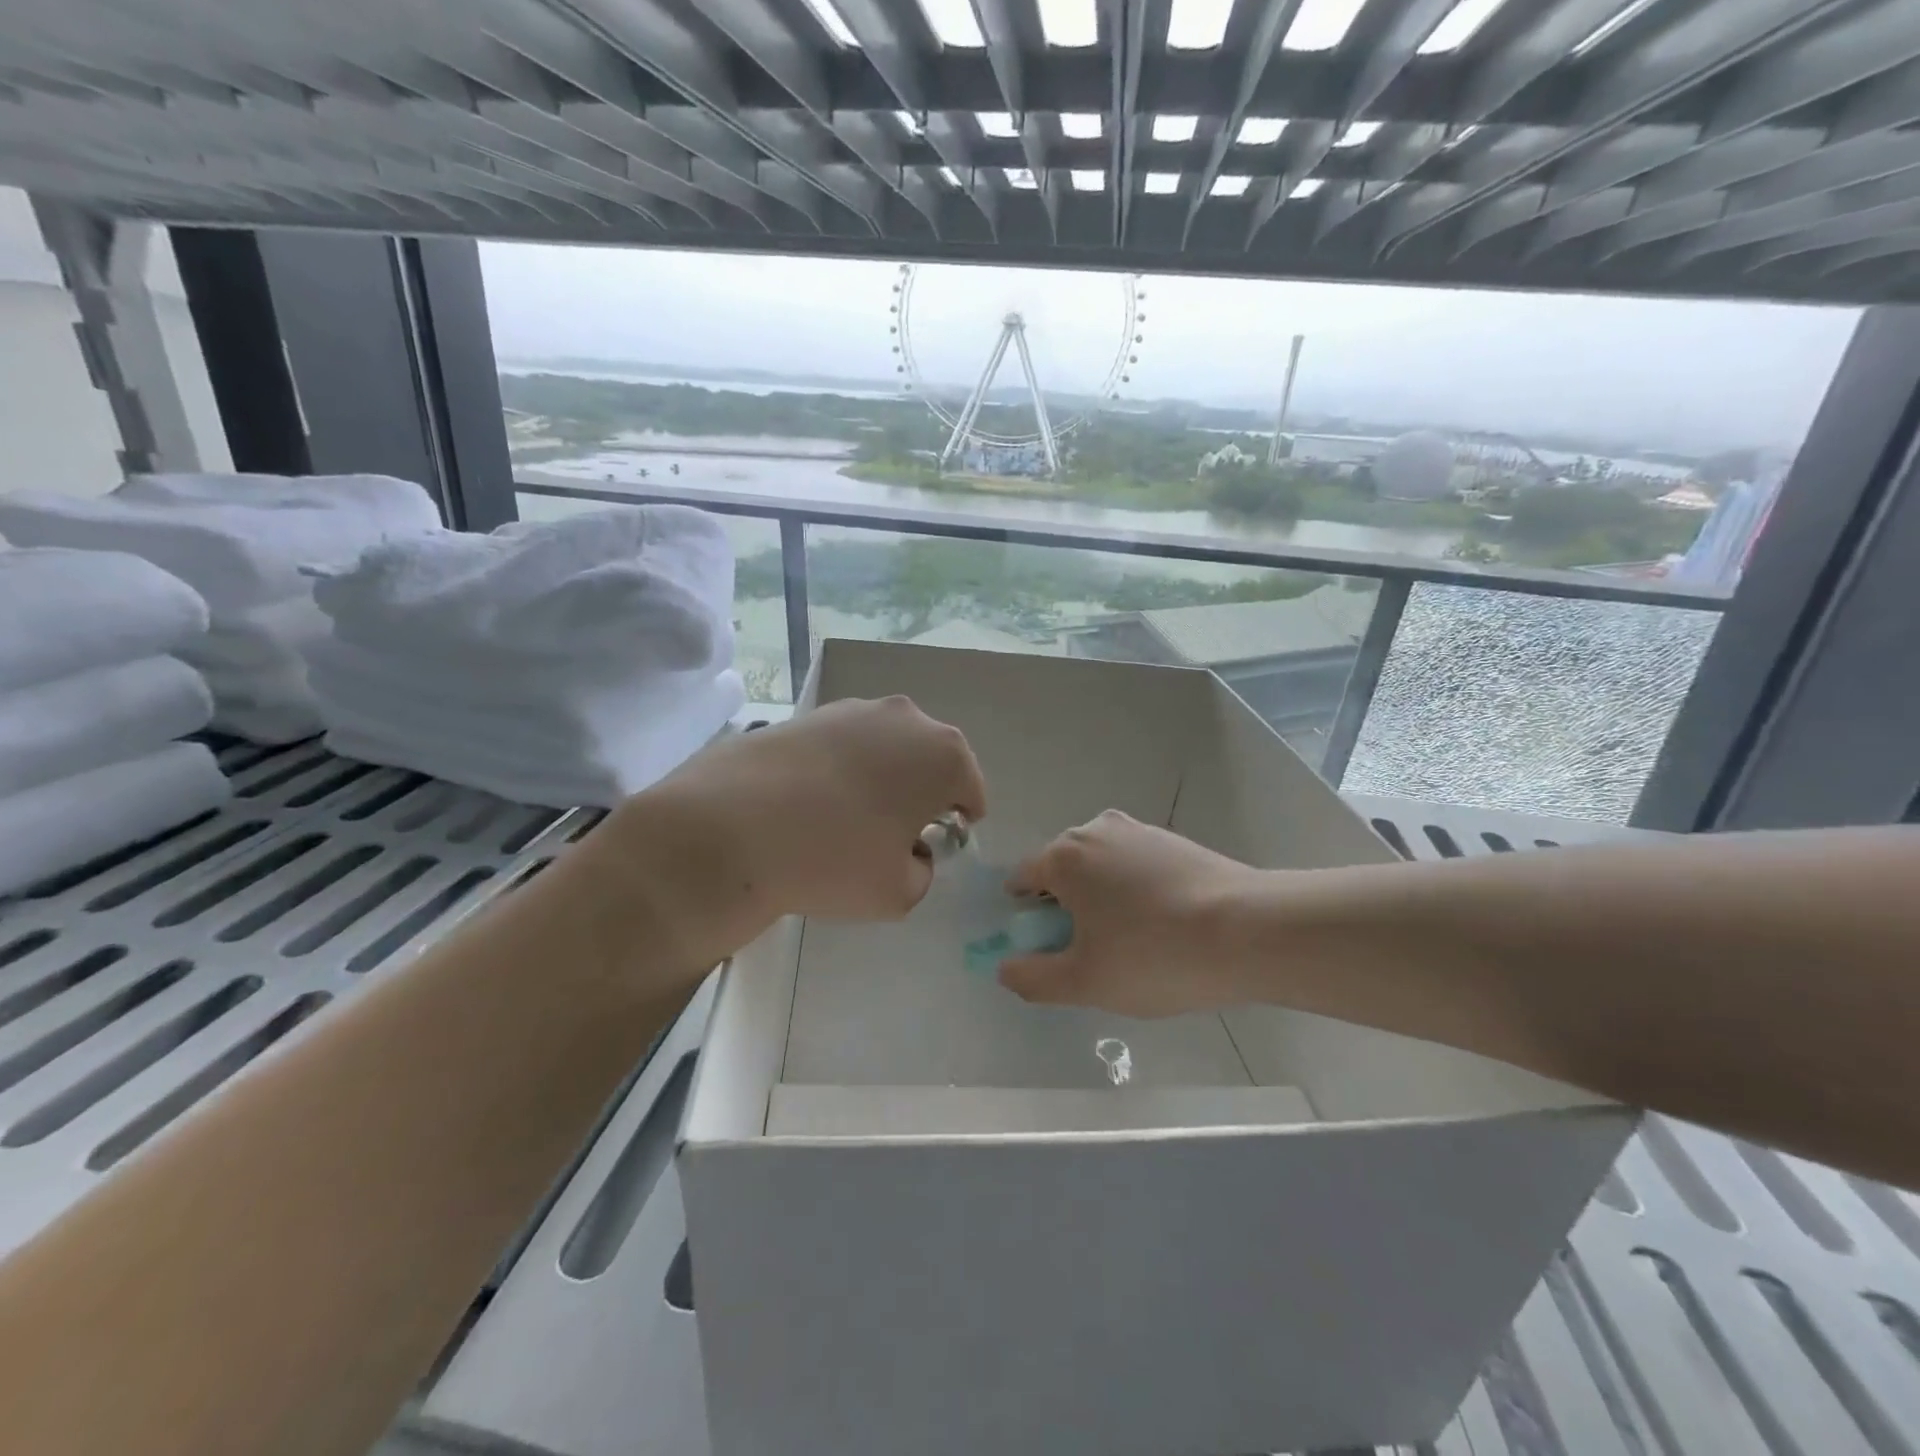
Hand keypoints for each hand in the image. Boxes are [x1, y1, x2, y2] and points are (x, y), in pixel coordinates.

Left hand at [594, 697, 986, 963]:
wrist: (729, 827)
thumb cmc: (834, 859)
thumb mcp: (900, 893)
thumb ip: (922, 872)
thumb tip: (908, 853)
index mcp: (944, 754)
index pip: (970, 790)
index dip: (958, 824)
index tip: (933, 848)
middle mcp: (906, 717)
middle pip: (929, 761)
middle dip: (920, 794)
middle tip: (891, 835)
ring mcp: (852, 709)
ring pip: (884, 749)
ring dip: (880, 779)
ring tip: (844, 820)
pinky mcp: (807, 714)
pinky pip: (842, 746)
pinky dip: (839, 770)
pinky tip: (808, 804)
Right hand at [999, 810, 1258, 1017]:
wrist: (1250, 931)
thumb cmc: (1154, 955)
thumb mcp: (1084, 983)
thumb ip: (1032, 977)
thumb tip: (1005, 967)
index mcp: (1064, 855)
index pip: (1022, 880)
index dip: (1026, 918)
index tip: (1051, 950)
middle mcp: (1096, 829)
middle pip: (1062, 871)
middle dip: (1066, 908)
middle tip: (1094, 954)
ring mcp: (1139, 831)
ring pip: (1102, 868)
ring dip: (1103, 900)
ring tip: (1135, 944)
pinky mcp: (1174, 840)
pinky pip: (1136, 867)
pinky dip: (1136, 892)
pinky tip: (1164, 926)